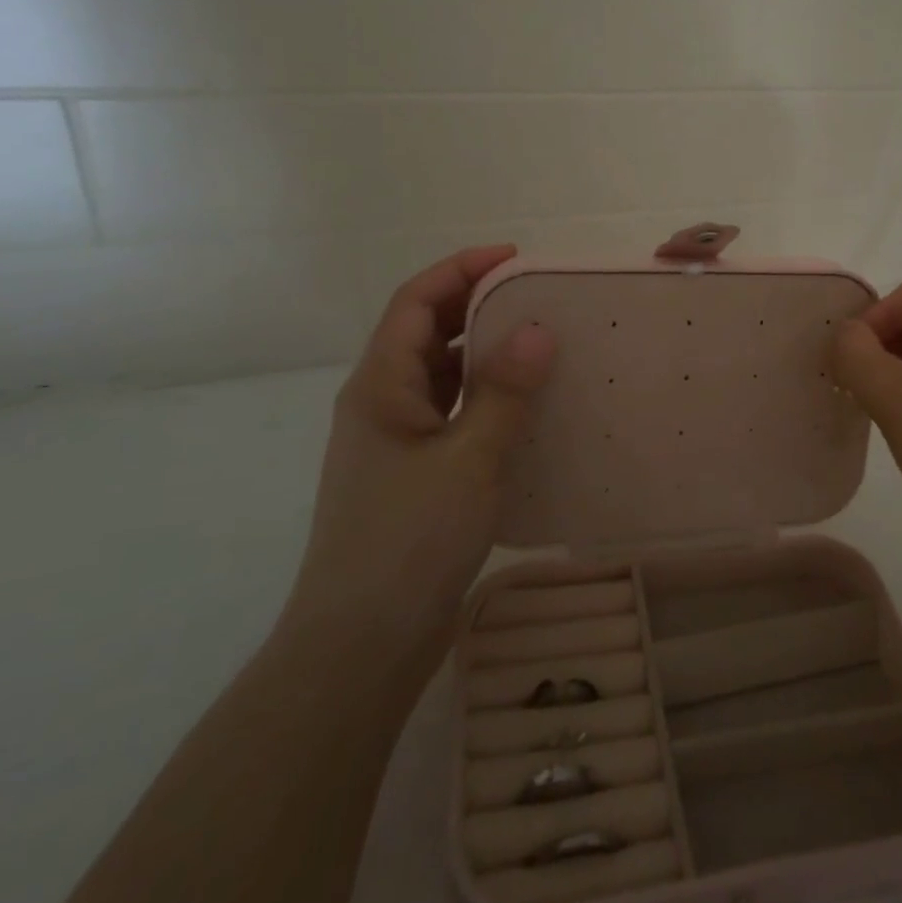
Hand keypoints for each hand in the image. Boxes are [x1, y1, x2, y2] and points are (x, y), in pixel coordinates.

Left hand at [284, 246, 555, 634]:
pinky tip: (525, 408)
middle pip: (427, 332)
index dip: (461, 269)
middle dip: (477, 305)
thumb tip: (538, 329)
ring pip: (440, 375)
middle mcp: (380, 403)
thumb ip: (503, 391)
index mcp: (380, 385)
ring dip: (484, 352)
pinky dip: (485, 396)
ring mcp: (394, 441)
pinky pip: (451, 413)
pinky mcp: (412, 473)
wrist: (360, 644)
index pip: (416, 301)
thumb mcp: (468, 459)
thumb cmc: (409, 541)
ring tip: (541, 343)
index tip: (515, 257)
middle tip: (538, 297)